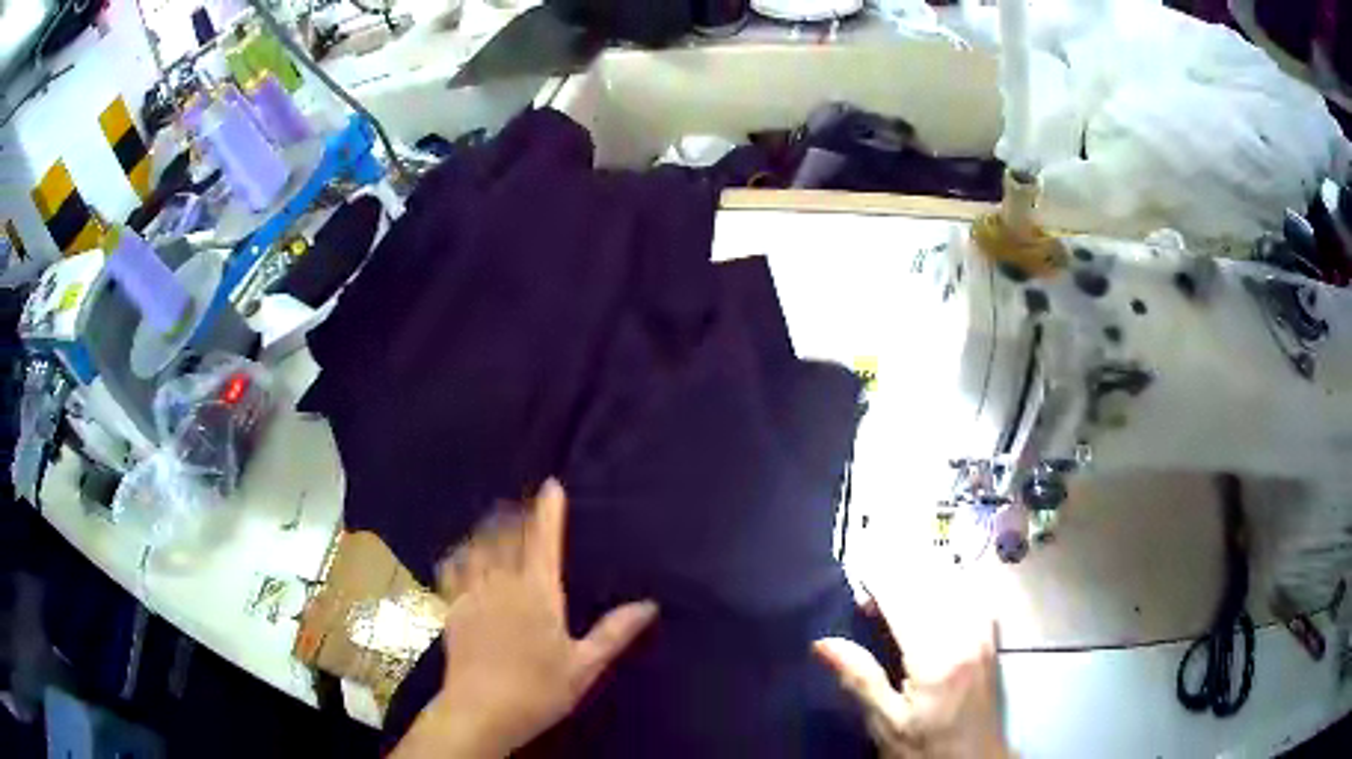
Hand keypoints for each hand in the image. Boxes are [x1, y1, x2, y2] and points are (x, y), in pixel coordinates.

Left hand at [392, 479, 657, 758]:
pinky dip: (459, 555)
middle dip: (516, 515)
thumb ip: (614, 632)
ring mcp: (474, 595)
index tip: (551, 485)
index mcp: (538, 594)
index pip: (545, 542)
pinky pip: (454, 571)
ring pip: (479, 548)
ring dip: (488, 529)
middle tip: (521, 502)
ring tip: (494, 517)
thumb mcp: (585, 665)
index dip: (548, 511)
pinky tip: (459, 552)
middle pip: (507, 537)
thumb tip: (649, 604)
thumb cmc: (539, 690)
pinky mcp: (453, 609)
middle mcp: (503, 585)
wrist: (482, 710)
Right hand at [814, 578, 1008, 757]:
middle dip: (897, 574)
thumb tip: (822, 643)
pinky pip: (971, 592)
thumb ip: (860, 679)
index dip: (877, 580)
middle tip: (869, 596)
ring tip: (895, 595)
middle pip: (929, 582)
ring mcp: (983, 631)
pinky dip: (948, 584)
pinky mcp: (990, 636)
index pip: (903, 599)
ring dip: (921, 576)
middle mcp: (965, 633)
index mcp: (936, 656)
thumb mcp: (887, 723)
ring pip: (952, 581)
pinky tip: (934, 596)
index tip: (854, 577)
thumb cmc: (926, 748)